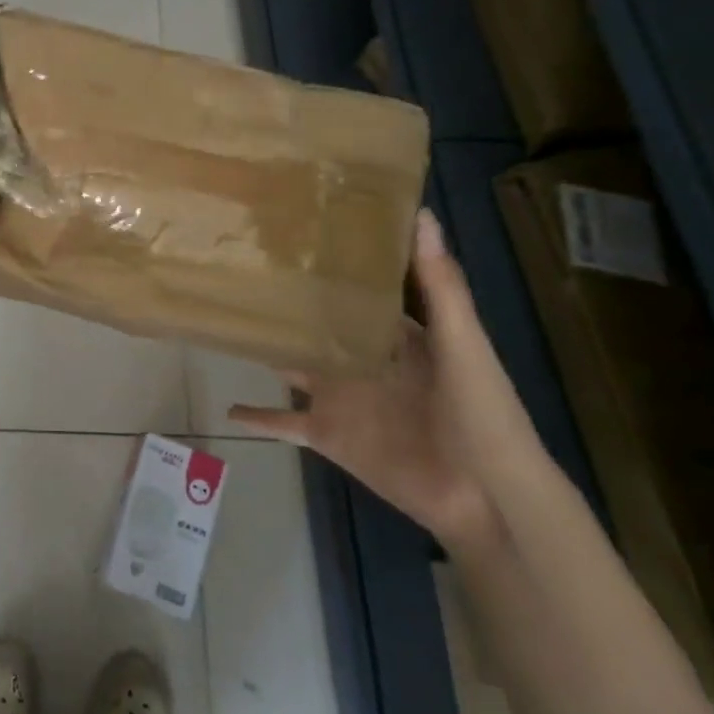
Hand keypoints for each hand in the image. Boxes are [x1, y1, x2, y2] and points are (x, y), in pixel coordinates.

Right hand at [228, 209, 542, 546]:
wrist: (487, 499)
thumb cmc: (482, 415)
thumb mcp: (463, 344)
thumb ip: (440, 285)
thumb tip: (421, 215)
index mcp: (396, 336)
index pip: (358, 291)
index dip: (332, 265)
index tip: (295, 232)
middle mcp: (361, 361)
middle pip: (317, 326)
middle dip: (288, 304)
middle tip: (242, 270)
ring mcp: (341, 399)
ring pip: (293, 367)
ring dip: (267, 350)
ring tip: (226, 322)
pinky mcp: (328, 435)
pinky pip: (283, 424)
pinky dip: (258, 417)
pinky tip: (227, 407)